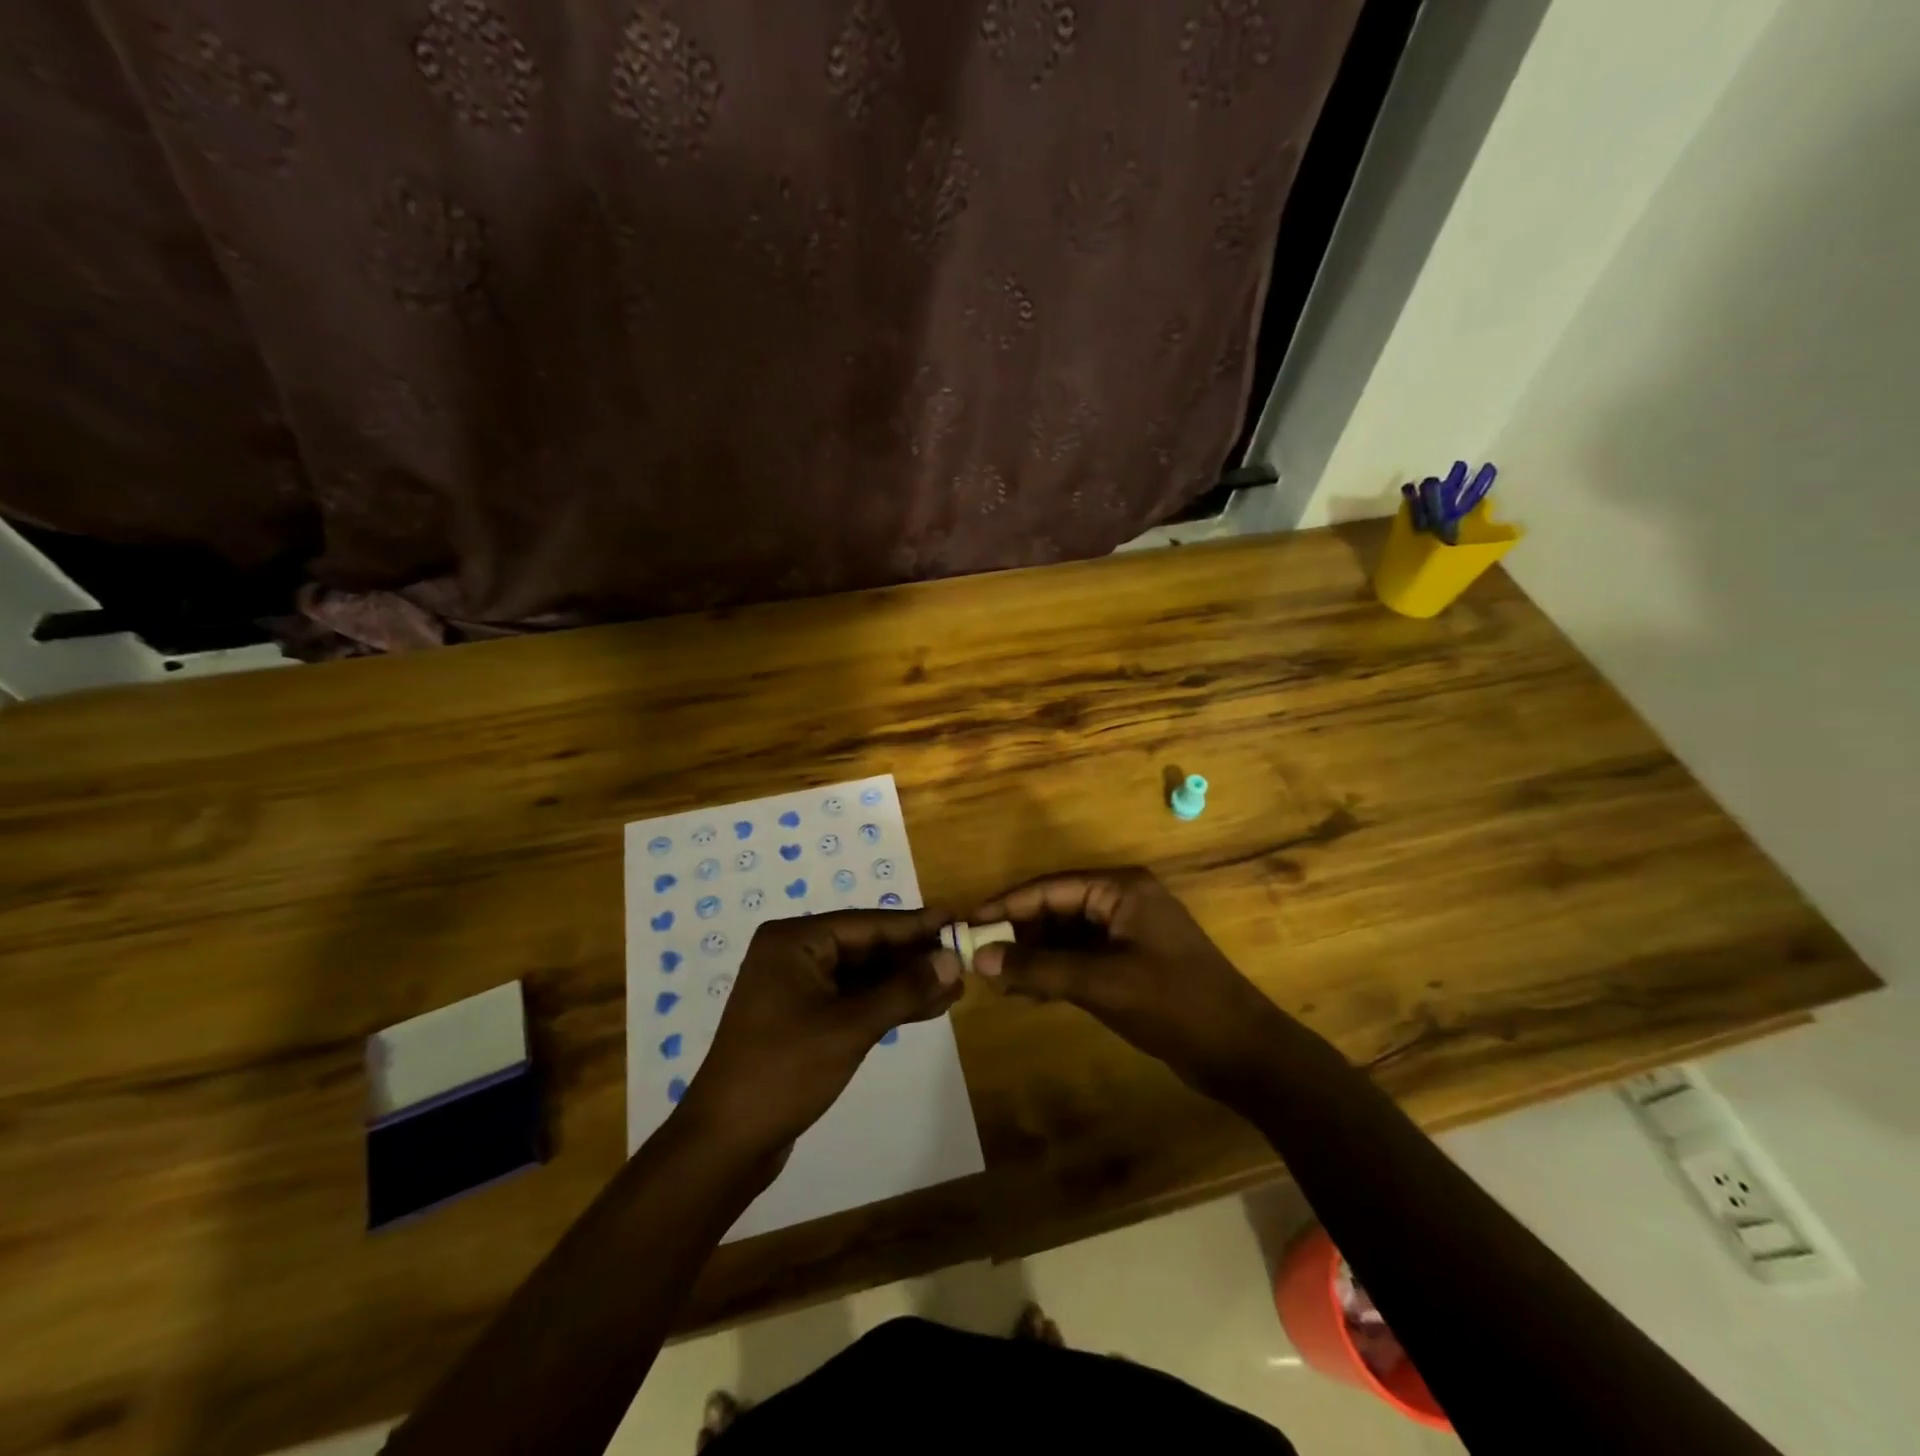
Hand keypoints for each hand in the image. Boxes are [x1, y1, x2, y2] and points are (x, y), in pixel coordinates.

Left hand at [679, 909, 962, 1159]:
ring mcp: (798, 987)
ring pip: (864, 976)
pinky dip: (887, 1004)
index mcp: (794, 940)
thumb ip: (904, 989)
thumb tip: (952, 958)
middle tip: (964, 958)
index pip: (867, 924)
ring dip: (905, 983)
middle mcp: (794, 954)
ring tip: (955, 987)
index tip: (957, 919)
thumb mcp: (851, 1026)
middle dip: (914, 957)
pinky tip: (926, 1008)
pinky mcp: (804, 1018)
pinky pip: (853, 999)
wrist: (727, 1142)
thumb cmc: (785, 1071)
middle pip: (866, 947)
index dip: (915, 925)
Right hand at [969, 869, 1290, 1095]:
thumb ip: (1039, 969)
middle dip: (1019, 934)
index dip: (1007, 906)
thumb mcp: (1101, 984)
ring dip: (1034, 956)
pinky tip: (1027, 992)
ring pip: (1066, 935)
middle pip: (1056, 909)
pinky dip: (1055, 972)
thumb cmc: (1174, 1005)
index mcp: (1120, 889)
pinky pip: (1081, 957)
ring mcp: (1127, 932)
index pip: (1050, 888)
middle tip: (978, 958)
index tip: (967, 924)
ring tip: (997, 980)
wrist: (1241, 1051)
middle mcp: (1122, 901)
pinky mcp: (1130, 961)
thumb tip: (980, 958)